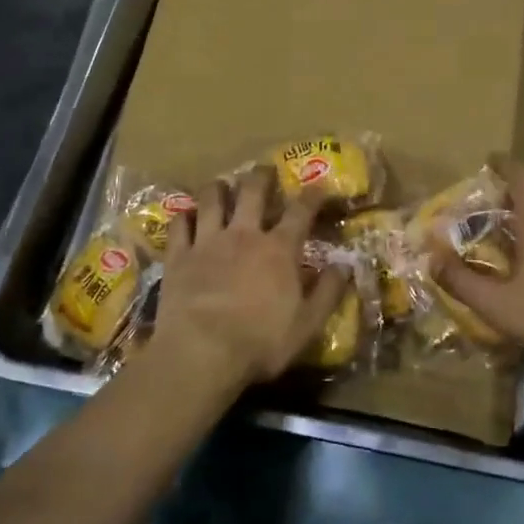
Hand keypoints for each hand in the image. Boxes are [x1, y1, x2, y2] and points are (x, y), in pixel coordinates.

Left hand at [146, 168, 347, 392]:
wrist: (201, 353)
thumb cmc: (260, 342)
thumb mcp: (307, 324)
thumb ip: (328, 292)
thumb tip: (345, 265)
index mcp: (279, 249)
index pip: (301, 211)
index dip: (312, 195)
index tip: (319, 186)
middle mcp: (244, 234)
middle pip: (253, 191)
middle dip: (261, 176)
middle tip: (265, 170)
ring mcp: (207, 241)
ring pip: (212, 199)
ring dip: (218, 188)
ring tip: (221, 185)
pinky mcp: (178, 256)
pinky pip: (179, 225)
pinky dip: (183, 216)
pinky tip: (186, 215)